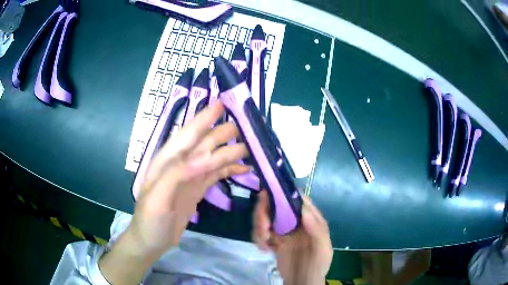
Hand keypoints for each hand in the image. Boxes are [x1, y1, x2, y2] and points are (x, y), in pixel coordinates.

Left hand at [99, 101, 248, 284]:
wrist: (151, 242)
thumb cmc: (149, 220)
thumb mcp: (157, 199)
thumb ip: (176, 174)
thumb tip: (204, 157)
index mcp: (167, 161)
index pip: (187, 134)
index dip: (204, 117)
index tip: (222, 103)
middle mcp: (180, 164)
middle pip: (204, 143)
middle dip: (224, 132)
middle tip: (248, 126)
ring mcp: (191, 177)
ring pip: (213, 157)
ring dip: (231, 151)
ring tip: (251, 147)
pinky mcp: (198, 189)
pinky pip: (216, 174)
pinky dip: (230, 169)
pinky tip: (244, 168)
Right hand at [253, 191, 332, 284]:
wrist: (302, 283)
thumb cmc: (317, 266)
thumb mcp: (323, 250)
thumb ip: (317, 231)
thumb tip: (304, 210)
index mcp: (311, 219)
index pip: (298, 200)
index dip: (284, 195)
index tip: (269, 199)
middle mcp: (297, 221)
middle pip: (277, 205)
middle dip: (265, 212)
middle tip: (263, 228)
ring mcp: (284, 230)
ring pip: (266, 216)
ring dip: (259, 225)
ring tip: (263, 241)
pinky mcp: (273, 239)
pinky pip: (260, 230)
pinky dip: (257, 236)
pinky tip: (263, 248)